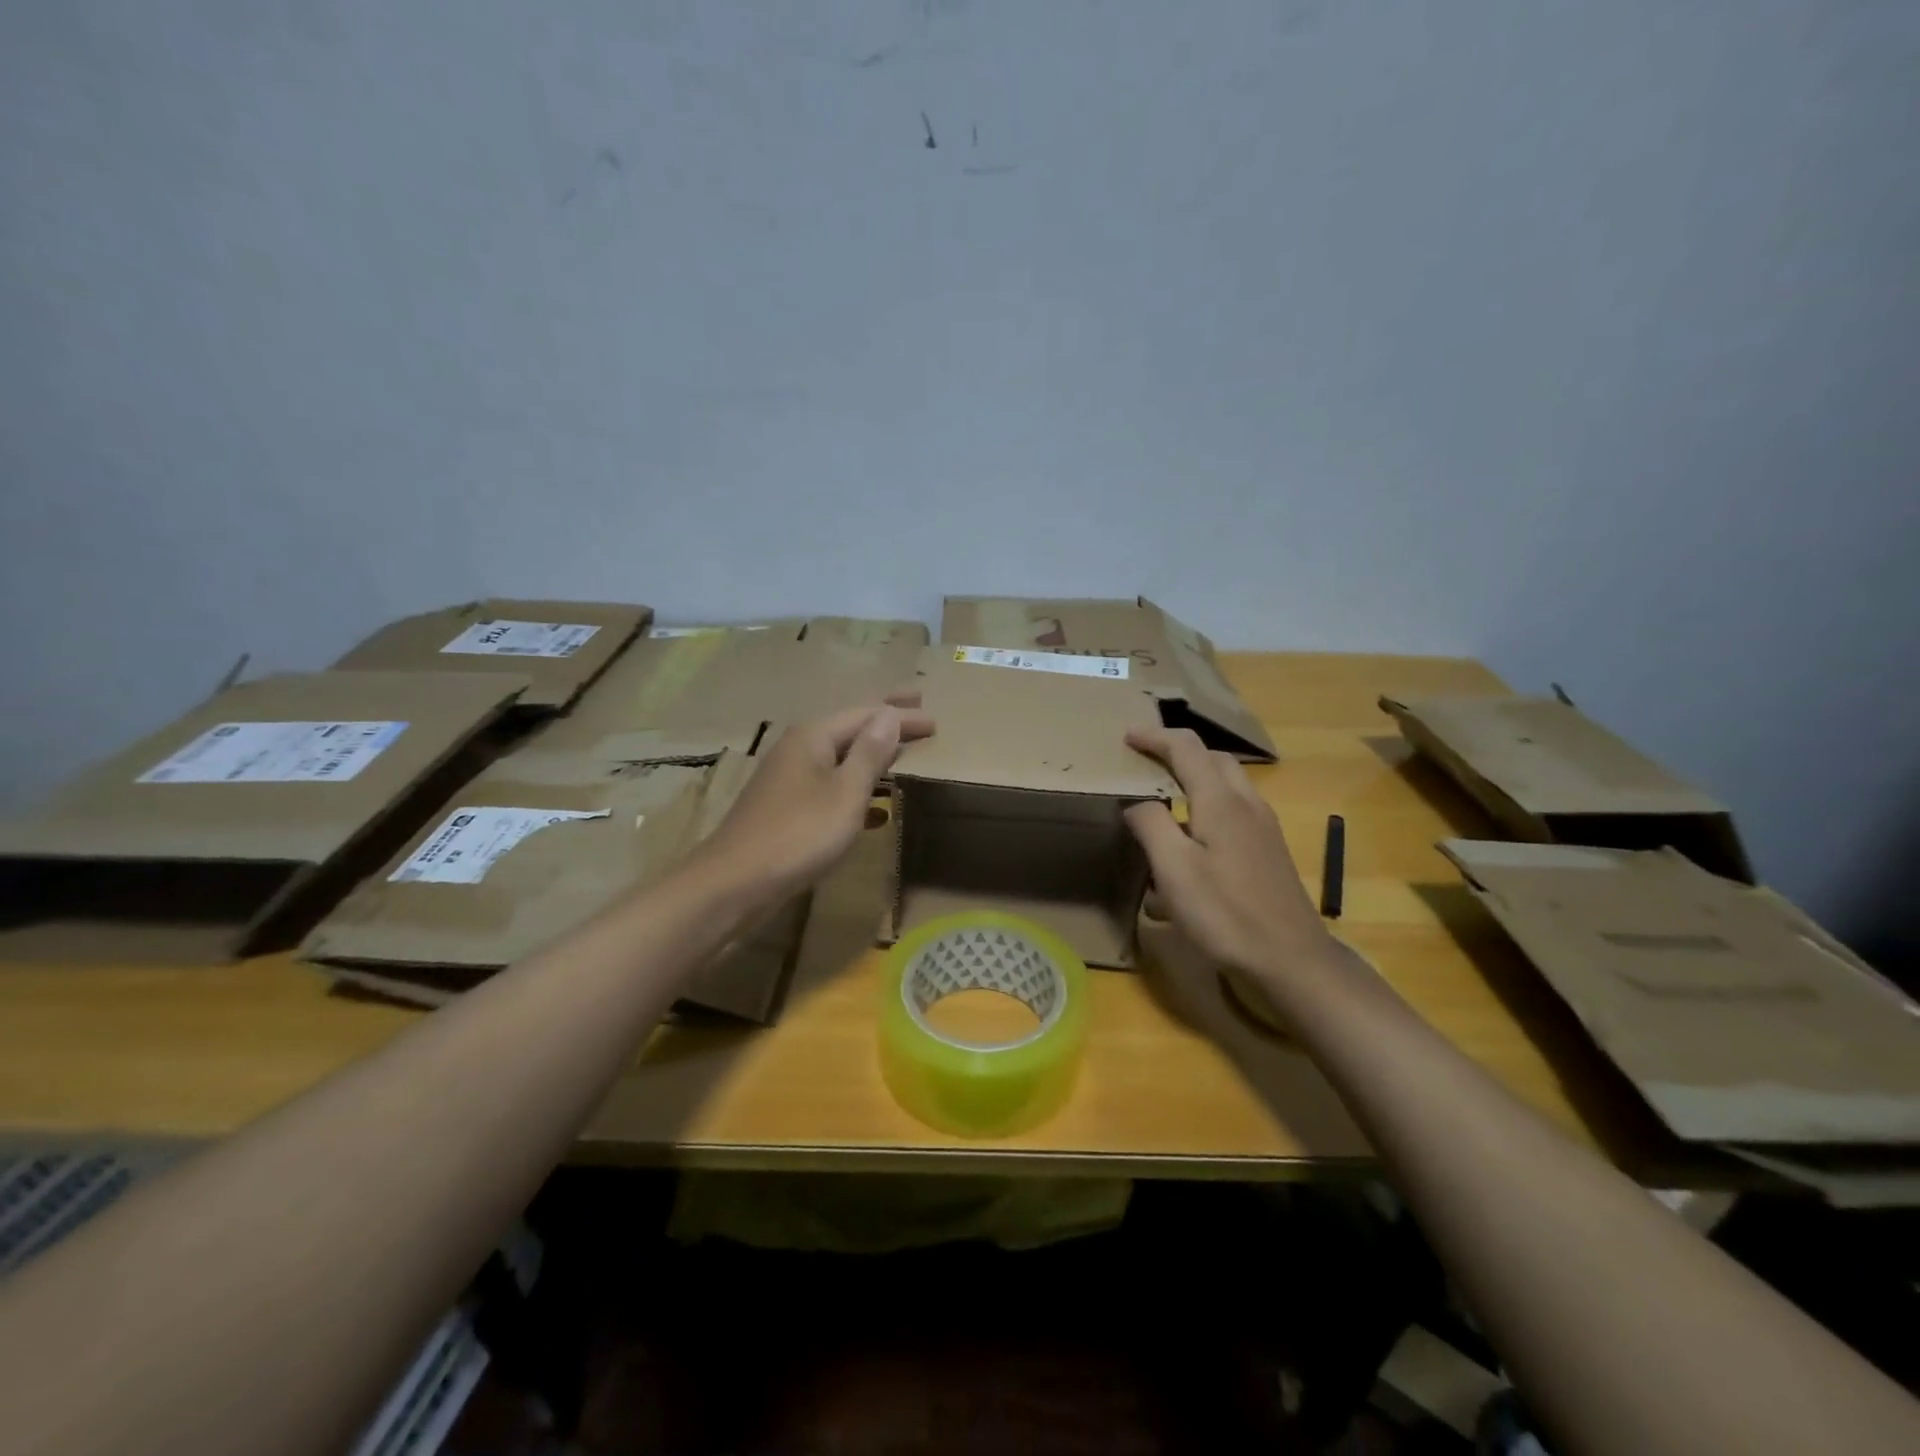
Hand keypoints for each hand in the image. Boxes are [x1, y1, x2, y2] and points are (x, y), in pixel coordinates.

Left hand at [694, 696, 933, 898]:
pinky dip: (855, 788)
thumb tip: (889, 714)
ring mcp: (789, 777)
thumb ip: (869, 754)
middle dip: (884, 721)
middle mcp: (799, 748)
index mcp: (814, 737)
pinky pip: (830, 785)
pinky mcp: (786, 806)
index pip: (866, 714)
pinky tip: (876, 810)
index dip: (900, 715)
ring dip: (872, 754)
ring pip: (840, 757)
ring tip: (901, 753)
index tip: (933, 719)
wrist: (735, 882)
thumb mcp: (845, 794)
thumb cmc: (798, 834)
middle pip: (850, 727)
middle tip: (916, 707)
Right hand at [1122, 728, 1337, 1029]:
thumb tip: (1136, 801)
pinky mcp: (1270, 850)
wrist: (1291, 960)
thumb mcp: (1174, 870)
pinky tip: (1194, 840)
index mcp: (1221, 801)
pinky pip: (1236, 810)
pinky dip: (1210, 805)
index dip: (1155, 737)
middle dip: (1179, 752)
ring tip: (1165, 796)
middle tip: (1146, 762)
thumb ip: (1151, 825)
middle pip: (1213, 759)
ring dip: (1196, 778)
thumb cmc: (1226, 913)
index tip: (1127, 737)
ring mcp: (1264, 827)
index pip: (1186, 748)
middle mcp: (1247, 804)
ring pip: (1228, 784)